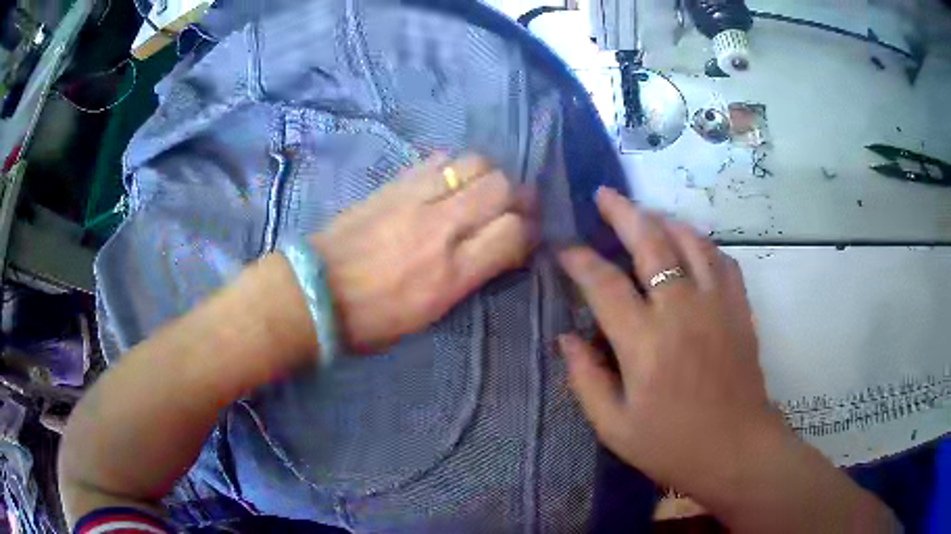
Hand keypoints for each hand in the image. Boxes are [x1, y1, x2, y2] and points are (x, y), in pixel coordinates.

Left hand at [313, 154, 534, 351]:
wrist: (315, 292)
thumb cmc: (372, 319)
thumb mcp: (430, 314)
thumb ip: (469, 278)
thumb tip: (496, 249)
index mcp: (451, 273)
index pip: (513, 232)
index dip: (528, 231)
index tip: (525, 235)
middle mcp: (441, 228)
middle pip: (501, 187)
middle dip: (516, 196)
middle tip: (511, 206)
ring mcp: (415, 199)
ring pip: (473, 163)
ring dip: (487, 174)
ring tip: (480, 189)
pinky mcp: (393, 184)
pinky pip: (437, 159)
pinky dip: (452, 166)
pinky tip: (447, 180)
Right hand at [557, 187, 783, 498]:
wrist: (737, 450)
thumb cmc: (672, 445)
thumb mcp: (613, 427)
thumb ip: (585, 379)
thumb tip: (566, 337)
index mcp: (645, 343)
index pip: (604, 283)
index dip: (579, 259)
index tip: (564, 247)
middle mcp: (681, 311)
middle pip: (651, 242)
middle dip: (623, 212)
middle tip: (603, 195)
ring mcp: (716, 304)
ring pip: (690, 240)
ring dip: (663, 219)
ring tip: (645, 214)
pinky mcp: (739, 308)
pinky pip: (721, 259)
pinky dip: (702, 243)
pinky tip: (690, 244)